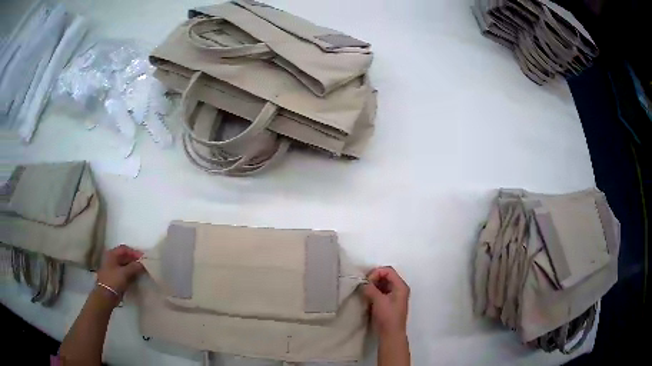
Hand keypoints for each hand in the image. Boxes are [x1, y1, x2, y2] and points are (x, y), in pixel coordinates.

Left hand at [96, 244, 144, 298]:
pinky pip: (124, 272)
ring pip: (125, 265)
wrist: (106, 296)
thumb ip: (134, 267)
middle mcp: (111, 259)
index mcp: (111, 254)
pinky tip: (136, 277)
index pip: (124, 249)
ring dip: (133, 267)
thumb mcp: (124, 273)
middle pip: (124, 256)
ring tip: (142, 271)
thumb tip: (143, 263)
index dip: (134, 252)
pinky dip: (130, 273)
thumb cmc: (113, 281)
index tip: (143, 258)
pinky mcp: (115, 277)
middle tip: (144, 265)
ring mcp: (112, 268)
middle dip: (134, 260)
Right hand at [362, 266, 409, 336]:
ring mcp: (394, 295)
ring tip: (364, 292)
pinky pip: (381, 291)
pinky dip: (374, 292)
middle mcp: (399, 288)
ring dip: (373, 286)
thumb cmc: (387, 316)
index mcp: (400, 286)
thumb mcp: (379, 301)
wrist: (391, 334)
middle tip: (364, 286)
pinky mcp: (389, 302)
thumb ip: (370, 289)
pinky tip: (367, 297)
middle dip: (374, 279)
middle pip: (386, 276)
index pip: (388, 271)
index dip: (376, 273)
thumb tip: (363, 284)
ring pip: (382, 284)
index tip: (367, 281)